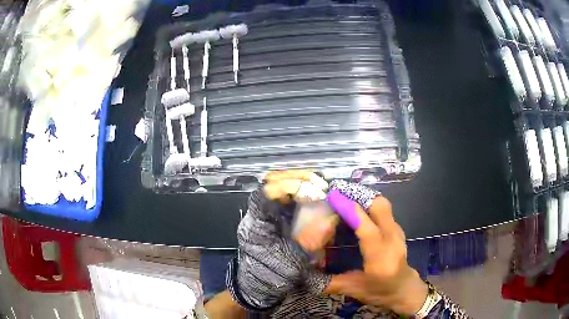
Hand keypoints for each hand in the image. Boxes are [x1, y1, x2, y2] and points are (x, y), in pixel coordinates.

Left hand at [227, 170, 333, 309]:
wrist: (258, 286)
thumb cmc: (271, 276)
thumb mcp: (293, 261)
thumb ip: (312, 240)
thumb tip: (333, 217)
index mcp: (257, 222)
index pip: (266, 191)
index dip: (289, 186)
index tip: (314, 193)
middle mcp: (259, 212)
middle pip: (272, 180)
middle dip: (298, 178)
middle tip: (322, 185)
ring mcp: (266, 212)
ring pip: (279, 183)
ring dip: (301, 181)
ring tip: (321, 186)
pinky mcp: (274, 215)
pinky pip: (286, 195)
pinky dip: (302, 191)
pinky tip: (316, 195)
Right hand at [324, 182, 427, 314]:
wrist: (405, 289)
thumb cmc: (381, 292)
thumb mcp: (354, 291)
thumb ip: (330, 283)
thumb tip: (306, 274)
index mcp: (380, 258)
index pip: (367, 229)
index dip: (351, 210)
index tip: (334, 197)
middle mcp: (392, 240)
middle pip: (380, 207)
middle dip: (360, 197)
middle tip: (339, 194)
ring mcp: (398, 232)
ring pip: (383, 205)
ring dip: (364, 198)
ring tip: (345, 197)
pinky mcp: (397, 229)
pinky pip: (384, 210)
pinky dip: (369, 204)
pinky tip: (357, 209)